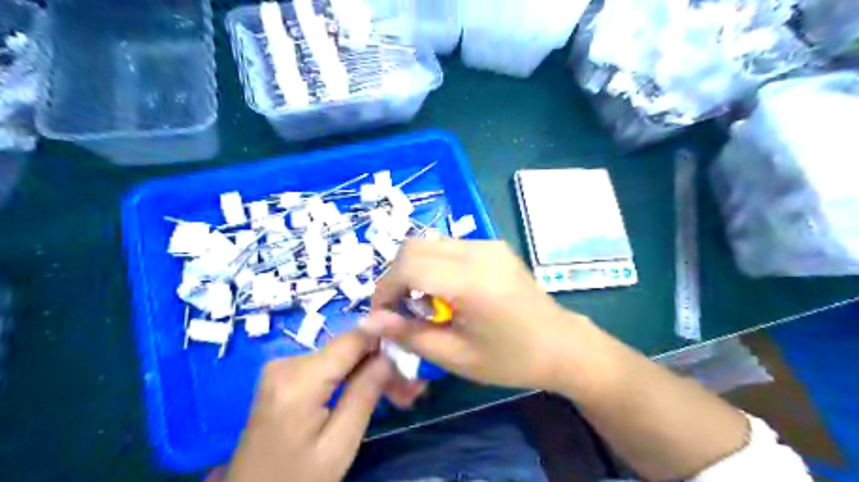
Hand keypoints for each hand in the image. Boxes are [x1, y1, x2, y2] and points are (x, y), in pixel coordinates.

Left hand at [225, 334, 426, 481]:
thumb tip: (390, 354)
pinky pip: (327, 365)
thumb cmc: (296, 480)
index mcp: (298, 380)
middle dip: (380, 362)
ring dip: (368, 370)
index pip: (351, 339)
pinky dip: (350, 375)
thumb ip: (365, 394)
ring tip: (394, 393)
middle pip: (347, 348)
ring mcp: (281, 366)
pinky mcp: (283, 373)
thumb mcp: (339, 446)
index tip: (412, 342)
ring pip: (340, 356)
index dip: (384, 332)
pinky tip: (367, 390)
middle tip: (409, 387)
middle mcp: (286, 362)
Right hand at [360, 241, 591, 391]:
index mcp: (472, 281)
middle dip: (395, 276)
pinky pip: (448, 246)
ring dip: (413, 269)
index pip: (409, 266)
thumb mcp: (456, 356)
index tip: (382, 316)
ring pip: (429, 243)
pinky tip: (443, 291)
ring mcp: (488, 244)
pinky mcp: (493, 245)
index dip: (385, 289)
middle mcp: (479, 251)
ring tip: (421, 302)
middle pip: (413, 247)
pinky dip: (433, 264)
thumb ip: (409, 334)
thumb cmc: (511, 360)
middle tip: (398, 309)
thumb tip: (368, 320)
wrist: (561, 345)